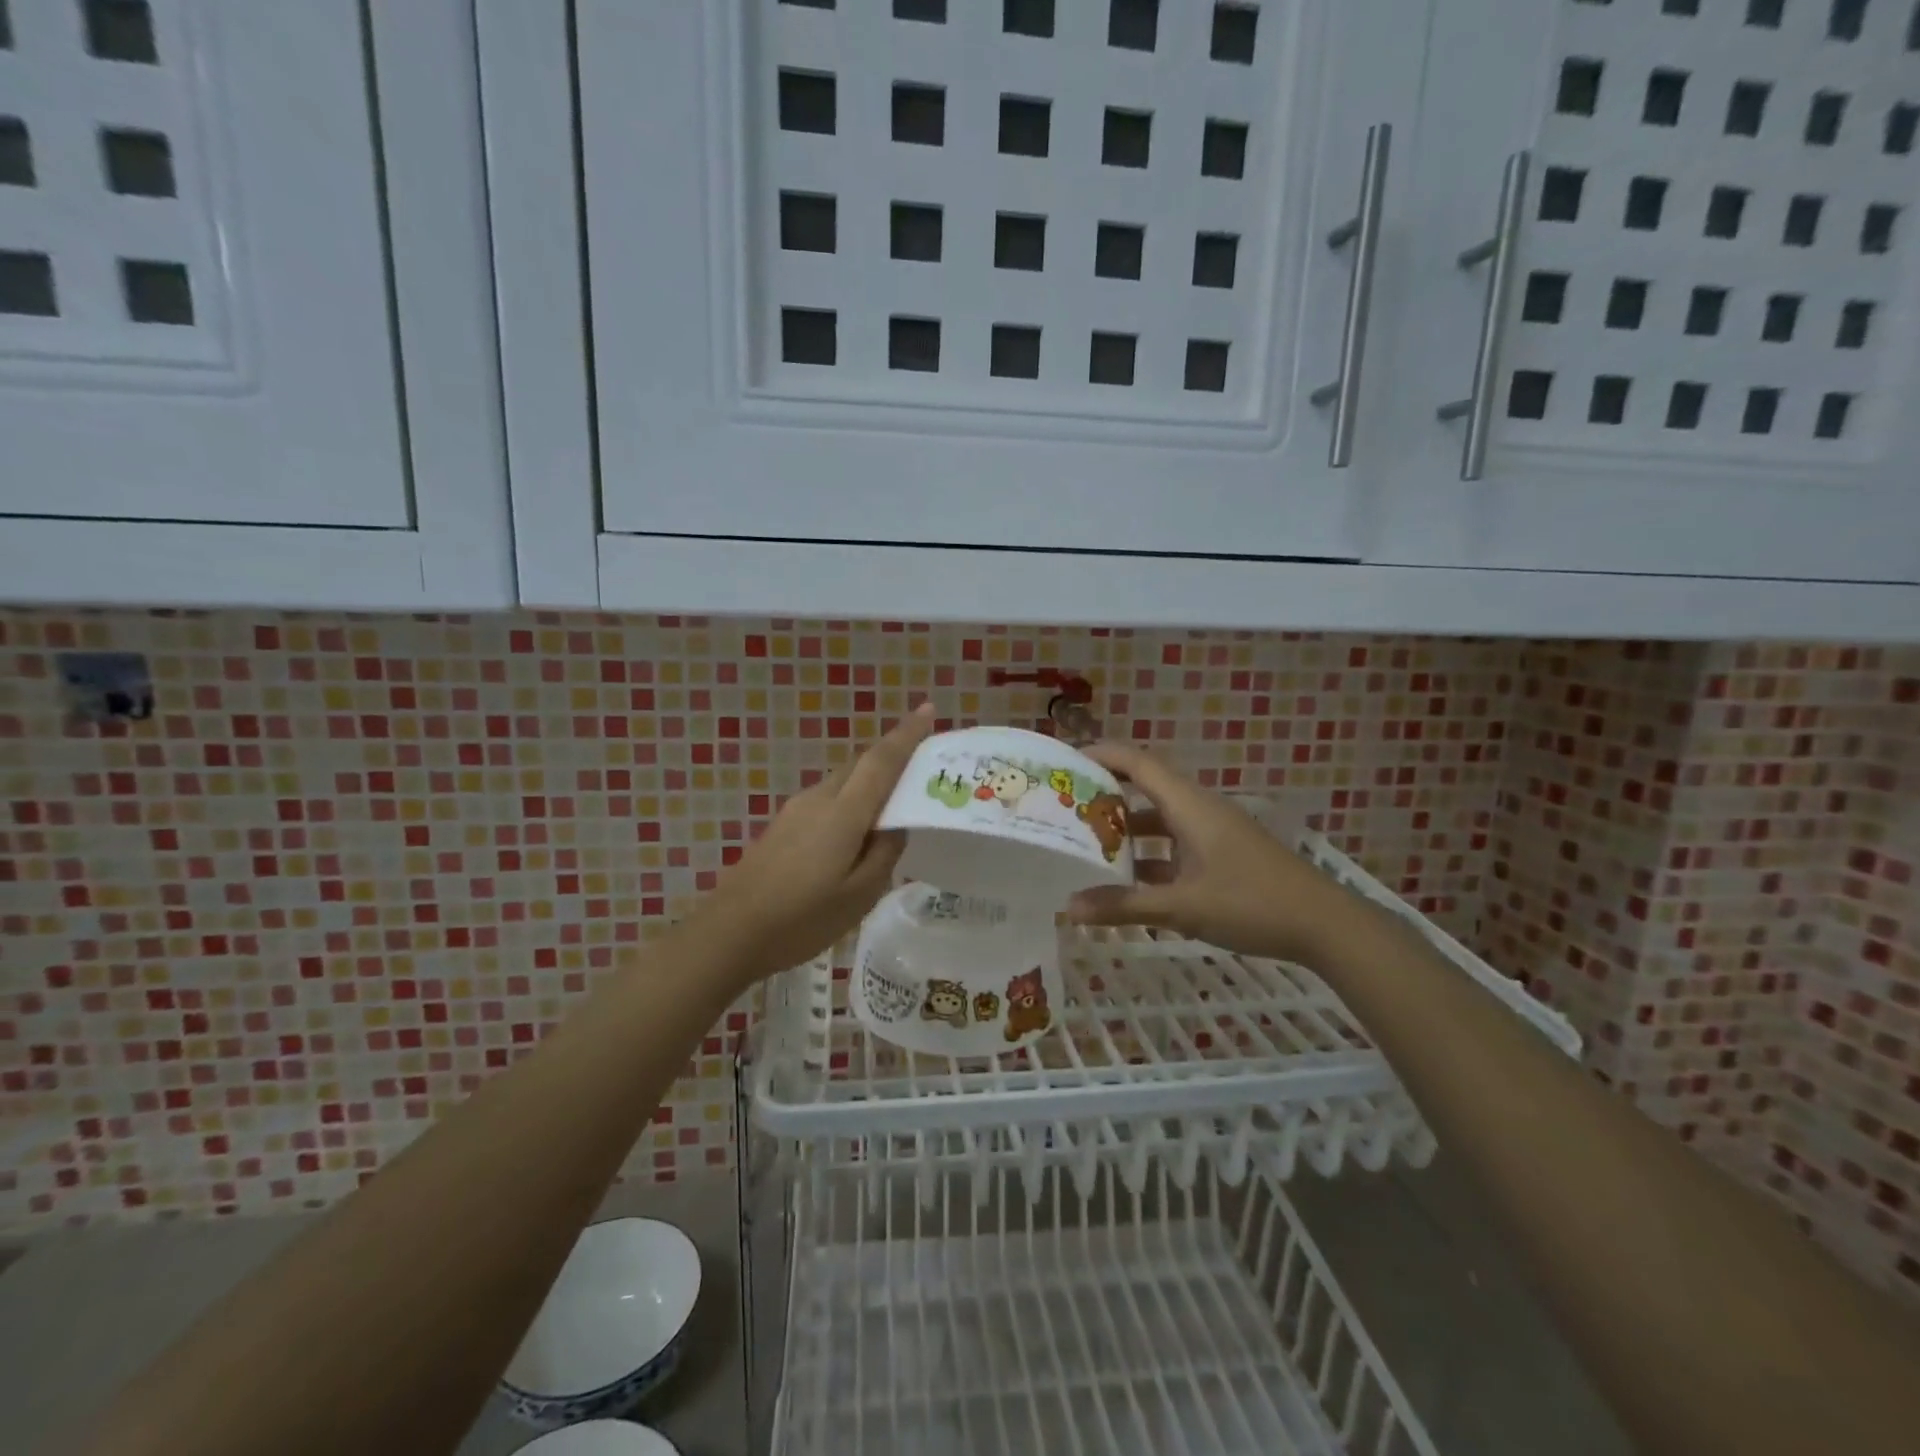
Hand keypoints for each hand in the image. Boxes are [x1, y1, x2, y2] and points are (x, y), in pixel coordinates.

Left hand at [694, 702, 935, 983]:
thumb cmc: (802, 918)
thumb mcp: (860, 894)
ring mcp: (796, 811)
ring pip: (843, 783)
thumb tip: (895, 824)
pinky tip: (857, 833)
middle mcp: (818, 799)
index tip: (928, 710)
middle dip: (892, 757)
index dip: (906, 734)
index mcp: (843, 812)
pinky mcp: (782, 827)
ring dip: (870, 783)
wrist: (729, 932)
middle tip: (923, 766)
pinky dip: (851, 803)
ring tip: (896, 805)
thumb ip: (884, 853)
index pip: (881, 761)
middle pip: (860, 766)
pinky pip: (827, 801)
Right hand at [1065, 743, 1363, 965]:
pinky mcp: (1223, 857)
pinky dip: (1150, 858)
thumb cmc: (1253, 904)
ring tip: (1088, 848)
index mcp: (1190, 806)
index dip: (1101, 756)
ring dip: (1127, 832)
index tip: (1065, 762)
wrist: (1326, 927)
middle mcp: (1199, 811)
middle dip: (1106, 797)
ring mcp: (1213, 834)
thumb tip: (1069, 908)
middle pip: (1145, 790)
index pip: (1138, 764)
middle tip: (1066, 810)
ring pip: (1160, 822)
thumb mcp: (1183, 907)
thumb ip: (1125, 906)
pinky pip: (1175, 846)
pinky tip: (1129, 884)